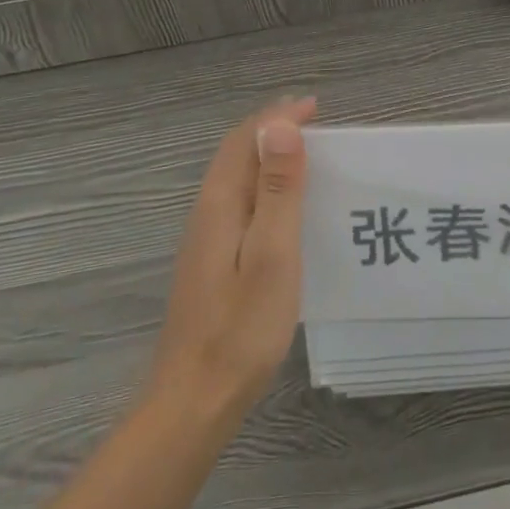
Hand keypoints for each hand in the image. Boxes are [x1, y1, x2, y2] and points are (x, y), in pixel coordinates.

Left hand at [148, 96, 315, 416]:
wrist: (193, 402)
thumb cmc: (241, 327)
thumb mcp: (272, 254)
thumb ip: (276, 189)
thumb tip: (279, 124)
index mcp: (220, 203)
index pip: (245, 139)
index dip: (279, 116)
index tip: (316, 106)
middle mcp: (206, 212)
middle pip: (236, 153)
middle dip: (272, 129)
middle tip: (315, 123)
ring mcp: (204, 239)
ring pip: (235, 178)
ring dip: (267, 156)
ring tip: (306, 156)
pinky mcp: (210, 262)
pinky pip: (238, 202)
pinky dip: (263, 186)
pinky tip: (282, 208)